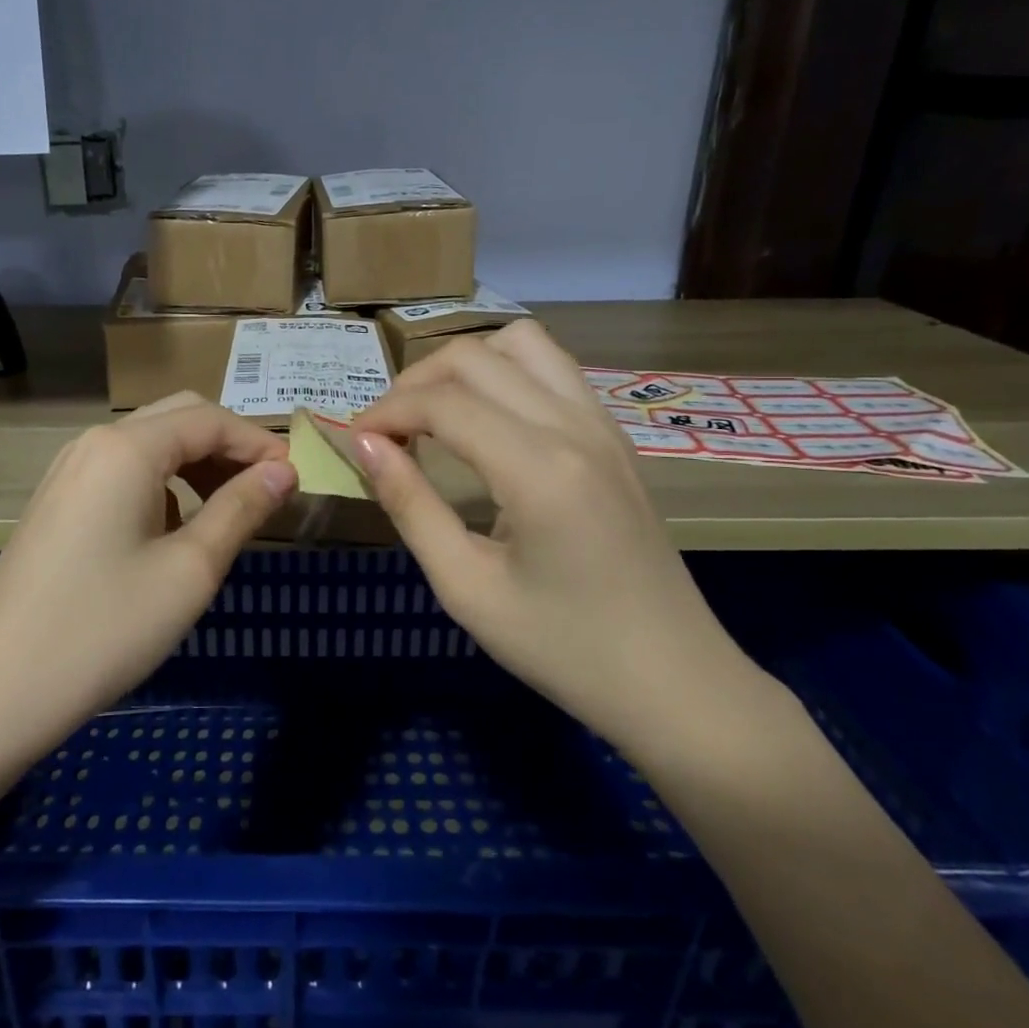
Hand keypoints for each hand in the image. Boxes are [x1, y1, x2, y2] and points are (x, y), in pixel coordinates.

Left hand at [0, 393, 296, 755]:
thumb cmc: (105, 627)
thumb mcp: (190, 570)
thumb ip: (241, 509)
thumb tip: (284, 469)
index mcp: (126, 448)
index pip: (209, 419)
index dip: (258, 442)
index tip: (296, 477)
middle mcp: (94, 443)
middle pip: (177, 419)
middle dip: (227, 446)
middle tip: (265, 490)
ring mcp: (68, 471)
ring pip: (148, 445)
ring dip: (195, 465)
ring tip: (228, 511)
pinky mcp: (57, 502)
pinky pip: (121, 472)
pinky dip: (161, 485)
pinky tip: (173, 530)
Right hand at [349, 321, 761, 752]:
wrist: (674, 684)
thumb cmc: (563, 649)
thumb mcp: (466, 588)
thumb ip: (410, 506)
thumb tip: (363, 444)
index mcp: (539, 469)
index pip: (443, 403)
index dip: (386, 412)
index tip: (353, 442)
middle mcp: (574, 426)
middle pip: (475, 356)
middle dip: (415, 382)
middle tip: (386, 432)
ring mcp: (602, 424)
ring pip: (521, 343)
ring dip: (464, 365)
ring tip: (434, 413)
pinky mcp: (614, 435)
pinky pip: (552, 368)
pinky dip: (504, 373)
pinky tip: (485, 421)